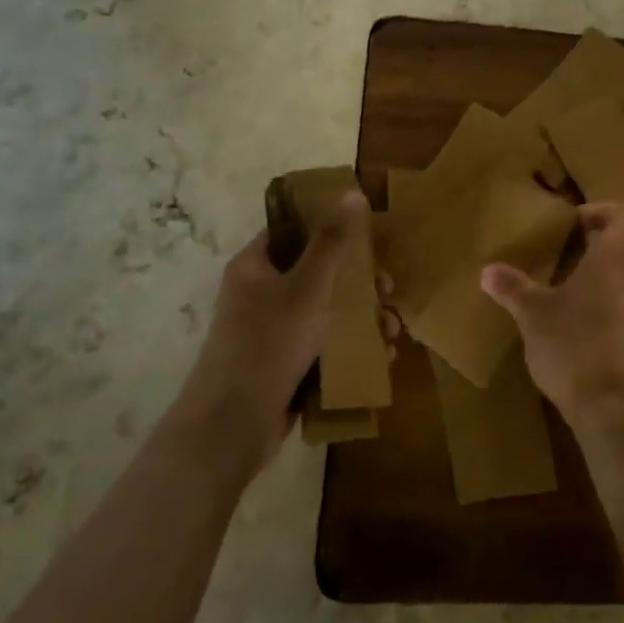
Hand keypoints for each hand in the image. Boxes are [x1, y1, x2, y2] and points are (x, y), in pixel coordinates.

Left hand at [177, 190, 372, 477]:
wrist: (231, 428)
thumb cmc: (268, 345)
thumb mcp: (308, 288)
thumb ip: (333, 242)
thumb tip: (353, 193)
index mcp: (255, 267)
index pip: (293, 231)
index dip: (330, 227)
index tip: (369, 235)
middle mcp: (261, 295)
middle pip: (318, 274)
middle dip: (360, 283)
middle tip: (388, 289)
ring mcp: (272, 334)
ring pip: (326, 313)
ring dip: (363, 319)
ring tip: (393, 332)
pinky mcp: (284, 367)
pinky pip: (324, 347)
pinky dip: (352, 349)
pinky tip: (382, 357)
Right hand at [479, 202, 623, 425]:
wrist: (613, 408)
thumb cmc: (573, 348)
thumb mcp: (533, 316)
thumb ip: (513, 288)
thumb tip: (486, 270)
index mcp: (615, 259)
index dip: (604, 210)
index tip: (576, 222)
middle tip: (594, 241)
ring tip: (601, 271)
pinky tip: (606, 307)